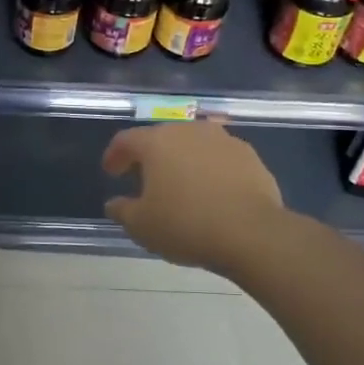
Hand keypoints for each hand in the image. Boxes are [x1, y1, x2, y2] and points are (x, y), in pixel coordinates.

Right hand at [103, 121, 283, 278]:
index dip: (114, 155)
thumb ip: (122, 211)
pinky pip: (219, 158)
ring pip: (193, 145)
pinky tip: (211, 192)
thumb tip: (115, 204)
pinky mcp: (250, 156)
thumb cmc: (186, 224)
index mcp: (157, 142)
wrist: (252, 233)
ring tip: (179, 186)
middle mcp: (189, 131)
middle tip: (143, 179)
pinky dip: (209, 170)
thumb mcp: (141, 226)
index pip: (126, 140)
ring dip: (182, 161)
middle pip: (161, 138)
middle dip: (149, 157)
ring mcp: (223, 140)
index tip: (111, 172)